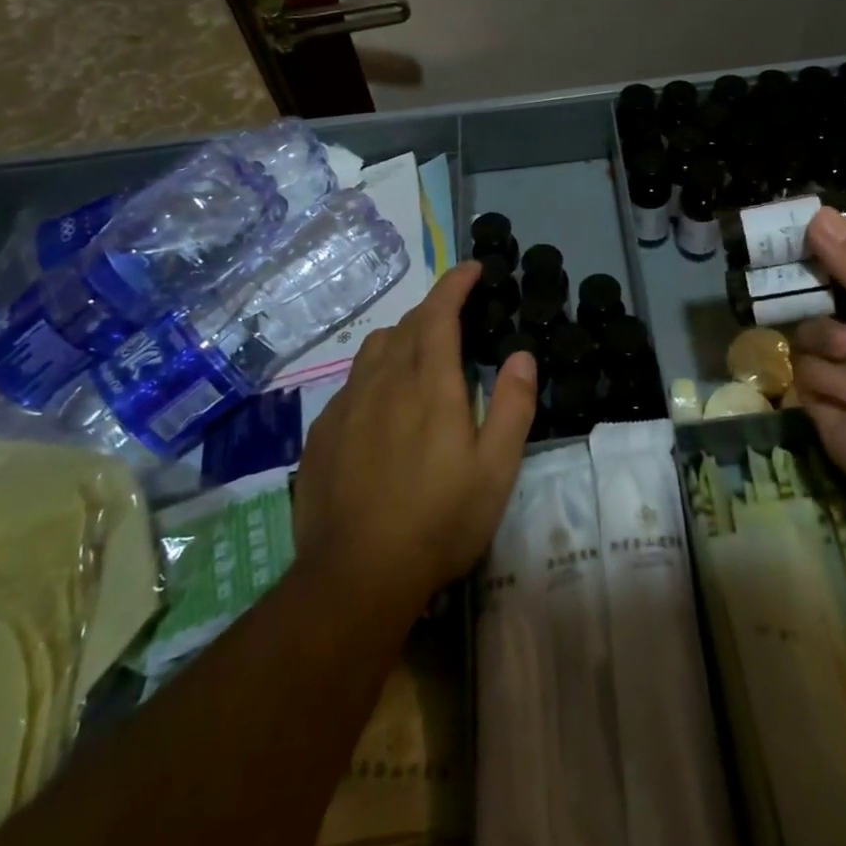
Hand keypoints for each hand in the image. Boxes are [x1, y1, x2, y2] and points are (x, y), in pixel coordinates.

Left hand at [293, 262, 536, 609]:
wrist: (355, 577)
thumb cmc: (439, 521)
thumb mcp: (496, 470)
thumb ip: (512, 405)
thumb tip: (522, 354)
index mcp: (429, 383)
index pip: (440, 312)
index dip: (455, 283)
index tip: (472, 268)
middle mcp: (384, 381)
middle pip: (407, 324)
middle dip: (434, 308)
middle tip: (458, 316)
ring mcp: (347, 405)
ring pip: (374, 349)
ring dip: (402, 336)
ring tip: (422, 355)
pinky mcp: (323, 432)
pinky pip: (352, 383)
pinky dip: (375, 374)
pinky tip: (384, 406)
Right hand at [792, 207, 845, 530]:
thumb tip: (818, 213)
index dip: (827, 245)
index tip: (795, 227)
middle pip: (818, 293)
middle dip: (806, 288)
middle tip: (783, 273)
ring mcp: (844, 366)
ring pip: (806, 331)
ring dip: (827, 341)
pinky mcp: (824, 402)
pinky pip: (805, 373)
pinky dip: (829, 381)